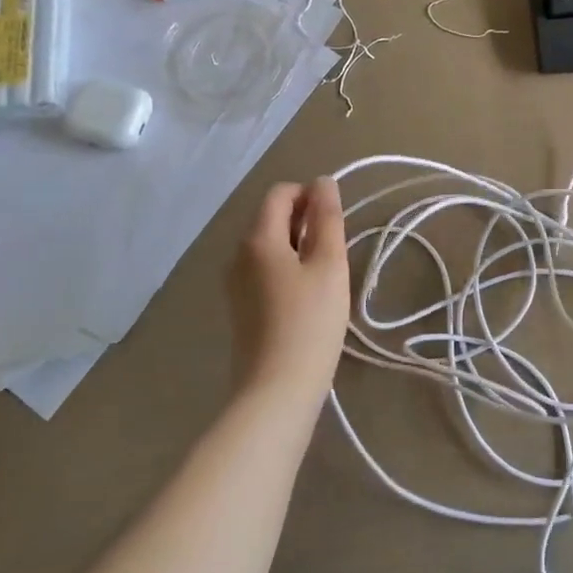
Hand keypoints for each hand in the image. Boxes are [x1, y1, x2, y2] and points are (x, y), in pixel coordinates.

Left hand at [228, 178, 351, 395]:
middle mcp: (238, 254)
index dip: (310, 195)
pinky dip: (288, 270)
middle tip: (337, 250)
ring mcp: (235, 283)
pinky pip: (264, 271)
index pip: (280, 193)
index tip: (337, 220)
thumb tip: (323, 182)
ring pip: (269, 246)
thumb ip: (327, 219)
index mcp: (257, 239)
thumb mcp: (329, 265)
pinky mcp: (240, 308)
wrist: (276, 390)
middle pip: (272, 218)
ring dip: (299, 247)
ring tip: (327, 275)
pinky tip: (308, 298)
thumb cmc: (310, 323)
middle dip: (306, 221)